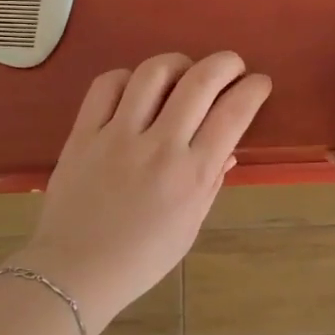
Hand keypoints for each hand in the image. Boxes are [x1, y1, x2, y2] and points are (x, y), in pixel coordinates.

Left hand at [9, 52, 271, 326]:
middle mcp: (159, 147)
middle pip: (200, 81)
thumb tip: (228, 149)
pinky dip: (128, 77)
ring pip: (153, 73)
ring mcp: (117, 136)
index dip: (253, 89)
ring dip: (178, 62)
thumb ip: (210, 182)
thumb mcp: (190, 226)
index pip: (233, 114)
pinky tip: (136, 88)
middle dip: (225, 63)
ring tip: (184, 71)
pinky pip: (107, 85)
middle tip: (232, 65)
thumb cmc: (141, 258)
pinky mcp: (83, 133)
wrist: (75, 272)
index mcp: (191, 175)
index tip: (259, 83)